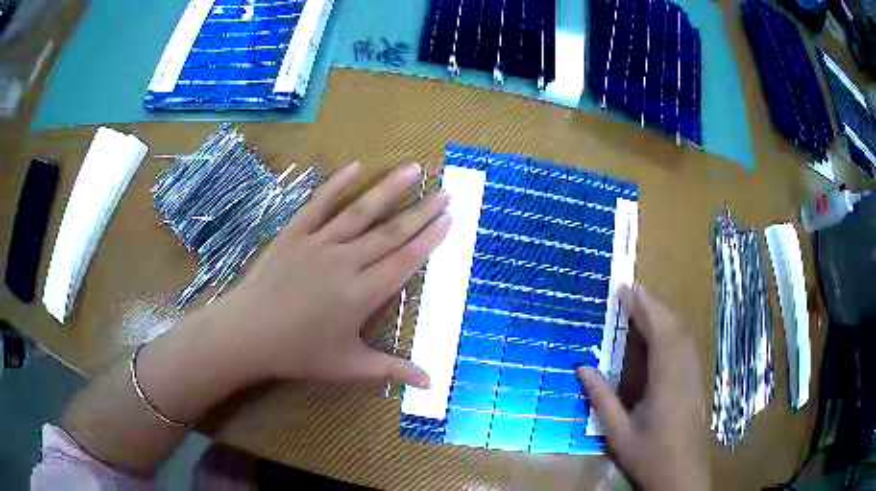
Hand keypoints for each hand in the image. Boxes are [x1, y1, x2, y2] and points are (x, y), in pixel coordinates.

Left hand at [201, 162, 450, 388]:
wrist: (247, 333)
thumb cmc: (298, 353)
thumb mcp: (348, 366)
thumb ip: (391, 370)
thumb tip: (431, 383)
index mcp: (361, 293)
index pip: (404, 260)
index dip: (429, 239)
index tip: (449, 218)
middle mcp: (345, 261)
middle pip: (390, 232)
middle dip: (421, 211)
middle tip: (445, 192)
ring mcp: (318, 243)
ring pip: (360, 212)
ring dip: (389, 189)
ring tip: (412, 169)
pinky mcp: (294, 234)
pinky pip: (318, 205)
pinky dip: (336, 185)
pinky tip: (354, 166)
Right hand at [577, 284, 709, 490]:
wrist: (683, 476)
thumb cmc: (650, 456)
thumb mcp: (619, 433)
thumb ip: (601, 399)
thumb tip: (582, 367)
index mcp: (666, 380)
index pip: (658, 332)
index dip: (642, 307)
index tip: (625, 288)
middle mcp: (684, 370)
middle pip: (673, 326)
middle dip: (652, 304)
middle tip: (630, 289)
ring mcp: (693, 375)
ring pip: (682, 334)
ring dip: (663, 314)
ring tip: (642, 304)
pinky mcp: (695, 381)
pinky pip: (685, 345)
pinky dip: (672, 329)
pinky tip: (661, 333)